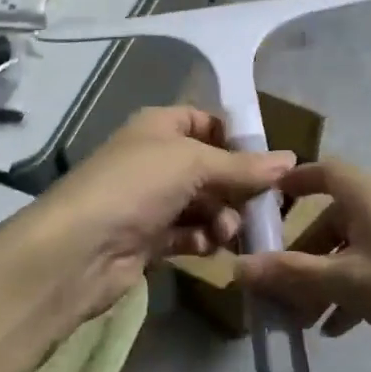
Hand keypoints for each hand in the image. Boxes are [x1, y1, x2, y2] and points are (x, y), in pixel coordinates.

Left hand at [30, 106, 294, 322]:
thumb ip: (242, 165)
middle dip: (237, 186)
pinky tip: (209, 248)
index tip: (270, 160)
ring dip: (222, 217)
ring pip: (203, 204)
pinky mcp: (148, 239)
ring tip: (227, 232)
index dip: (236, 138)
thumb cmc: (136, 186)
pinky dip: (203, 240)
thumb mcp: (193, 163)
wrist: (79, 249)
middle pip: (210, 168)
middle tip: (262, 206)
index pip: (206, 122)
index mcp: (159, 127)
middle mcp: (155, 159)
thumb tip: (291, 159)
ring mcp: (150, 201)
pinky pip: (189, 235)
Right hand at [236, 160, 370, 371]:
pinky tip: (337, 329)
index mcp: (370, 196)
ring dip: (321, 279)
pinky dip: (350, 292)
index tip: (260, 208)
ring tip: (299, 320)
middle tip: (273, 287)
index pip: (322, 172)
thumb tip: (237, 266)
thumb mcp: (349, 284)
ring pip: (351, 250)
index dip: (290, 184)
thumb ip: (292, 274)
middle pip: (331, 218)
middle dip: (299, 252)